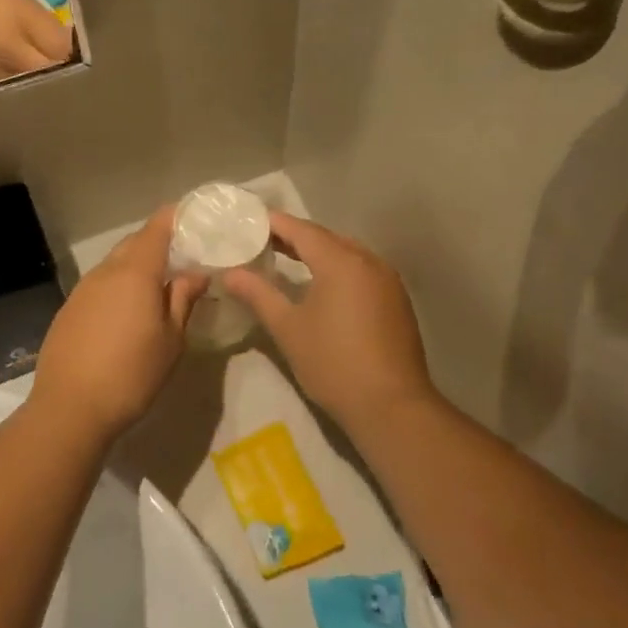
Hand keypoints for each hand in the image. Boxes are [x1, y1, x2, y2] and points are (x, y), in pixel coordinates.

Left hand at [30, 207, 209, 441]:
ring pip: (116, 264)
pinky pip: (100, 285)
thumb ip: (182, 299)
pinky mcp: (69, 310)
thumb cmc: (132, 374)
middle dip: (160, 243)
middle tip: (185, 258)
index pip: (157, 227)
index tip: (197, 219)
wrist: (69, 409)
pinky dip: (119, 287)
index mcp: (135, 272)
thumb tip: (195, 273)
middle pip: (135, 243)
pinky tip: (129, 312)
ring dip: (138, 267)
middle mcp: (105, 272)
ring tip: (160, 287)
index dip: (177, 217)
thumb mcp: (171, 340)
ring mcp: (82, 290)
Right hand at [220, 213, 437, 431]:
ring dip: (318, 253)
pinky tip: (322, 286)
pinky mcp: (397, 300)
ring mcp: (388, 280)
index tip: (248, 221)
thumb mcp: (288, 328)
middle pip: (326, 238)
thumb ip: (258, 294)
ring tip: (286, 260)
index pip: (301, 230)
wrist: (391, 405)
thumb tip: (230, 273)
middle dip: (294, 237)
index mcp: (340, 261)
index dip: (274, 224)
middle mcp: (368, 261)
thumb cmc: (333, 363)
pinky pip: (361, 271)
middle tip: (261, 241)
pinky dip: (338, 269)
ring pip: (347, 253)